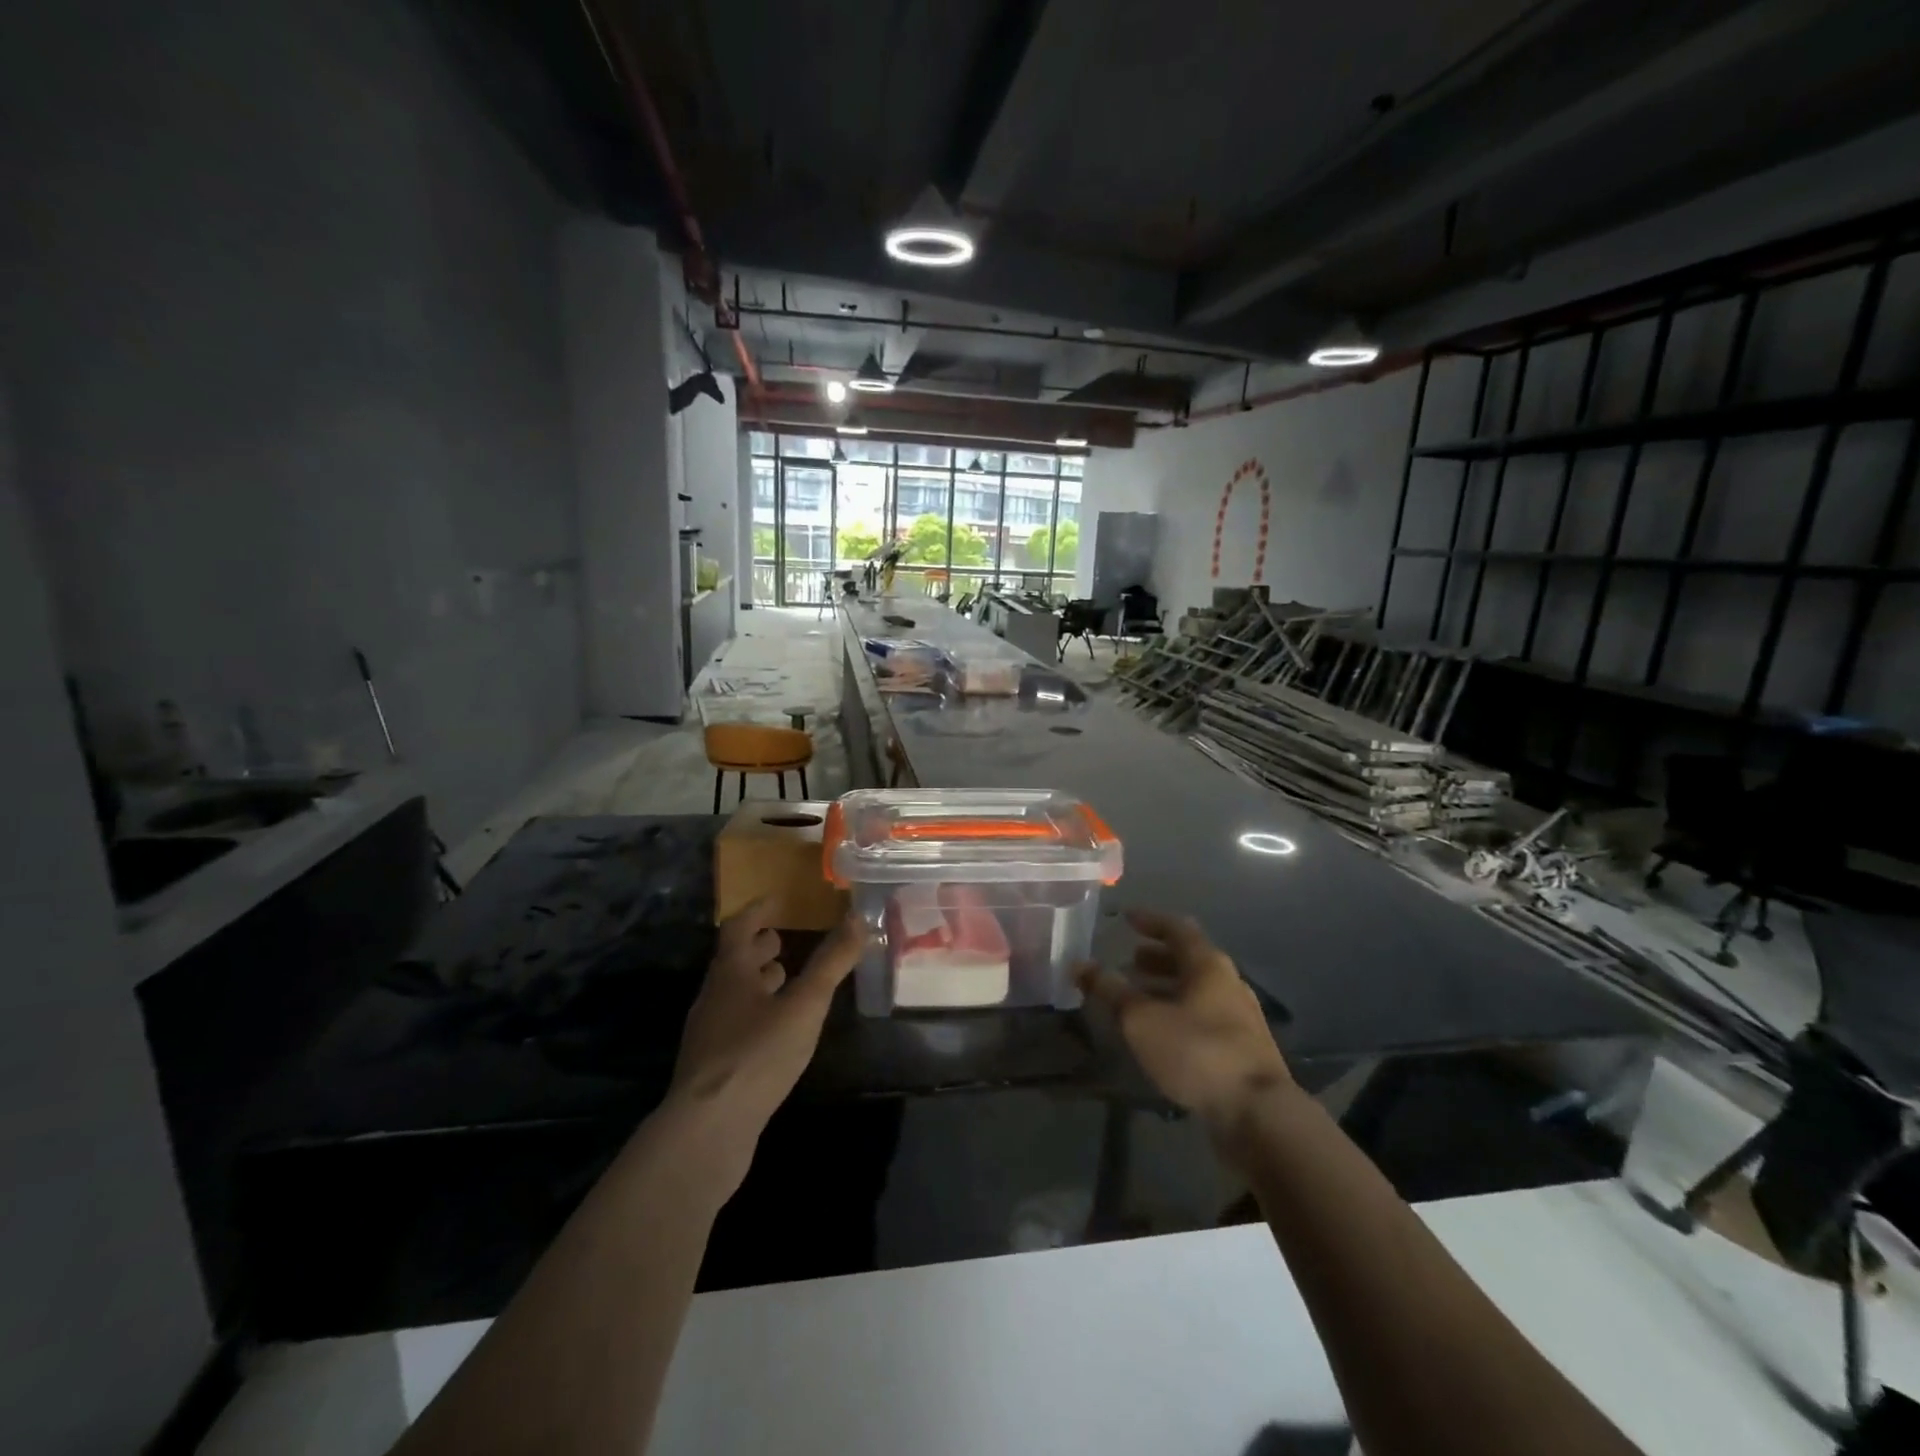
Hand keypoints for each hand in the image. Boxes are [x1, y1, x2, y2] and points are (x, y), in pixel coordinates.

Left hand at [664, 900, 865, 1193]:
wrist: (707, 1130)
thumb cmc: (757, 1055)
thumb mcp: (804, 1005)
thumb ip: (831, 963)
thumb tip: (857, 917)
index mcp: (730, 973)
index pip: (738, 927)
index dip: (758, 911)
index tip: (777, 899)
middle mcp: (713, 997)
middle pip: (733, 961)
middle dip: (757, 947)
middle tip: (782, 938)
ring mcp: (708, 1034)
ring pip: (733, 994)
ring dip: (757, 981)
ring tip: (784, 980)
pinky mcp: (712, 1066)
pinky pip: (735, 1024)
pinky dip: (756, 1012)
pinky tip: (776, 1031)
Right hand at [1078, 909, 1292, 1131]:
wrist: (1259, 1113)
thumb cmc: (1197, 1051)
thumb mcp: (1142, 1019)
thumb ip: (1110, 990)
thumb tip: (1079, 964)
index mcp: (1208, 965)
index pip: (1176, 928)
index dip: (1149, 920)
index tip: (1126, 918)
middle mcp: (1228, 982)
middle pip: (1189, 959)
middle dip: (1156, 957)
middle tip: (1128, 960)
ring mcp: (1240, 1016)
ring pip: (1197, 989)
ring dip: (1166, 987)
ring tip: (1137, 997)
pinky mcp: (1243, 1048)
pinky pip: (1204, 1015)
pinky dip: (1178, 1011)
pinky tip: (1161, 1032)